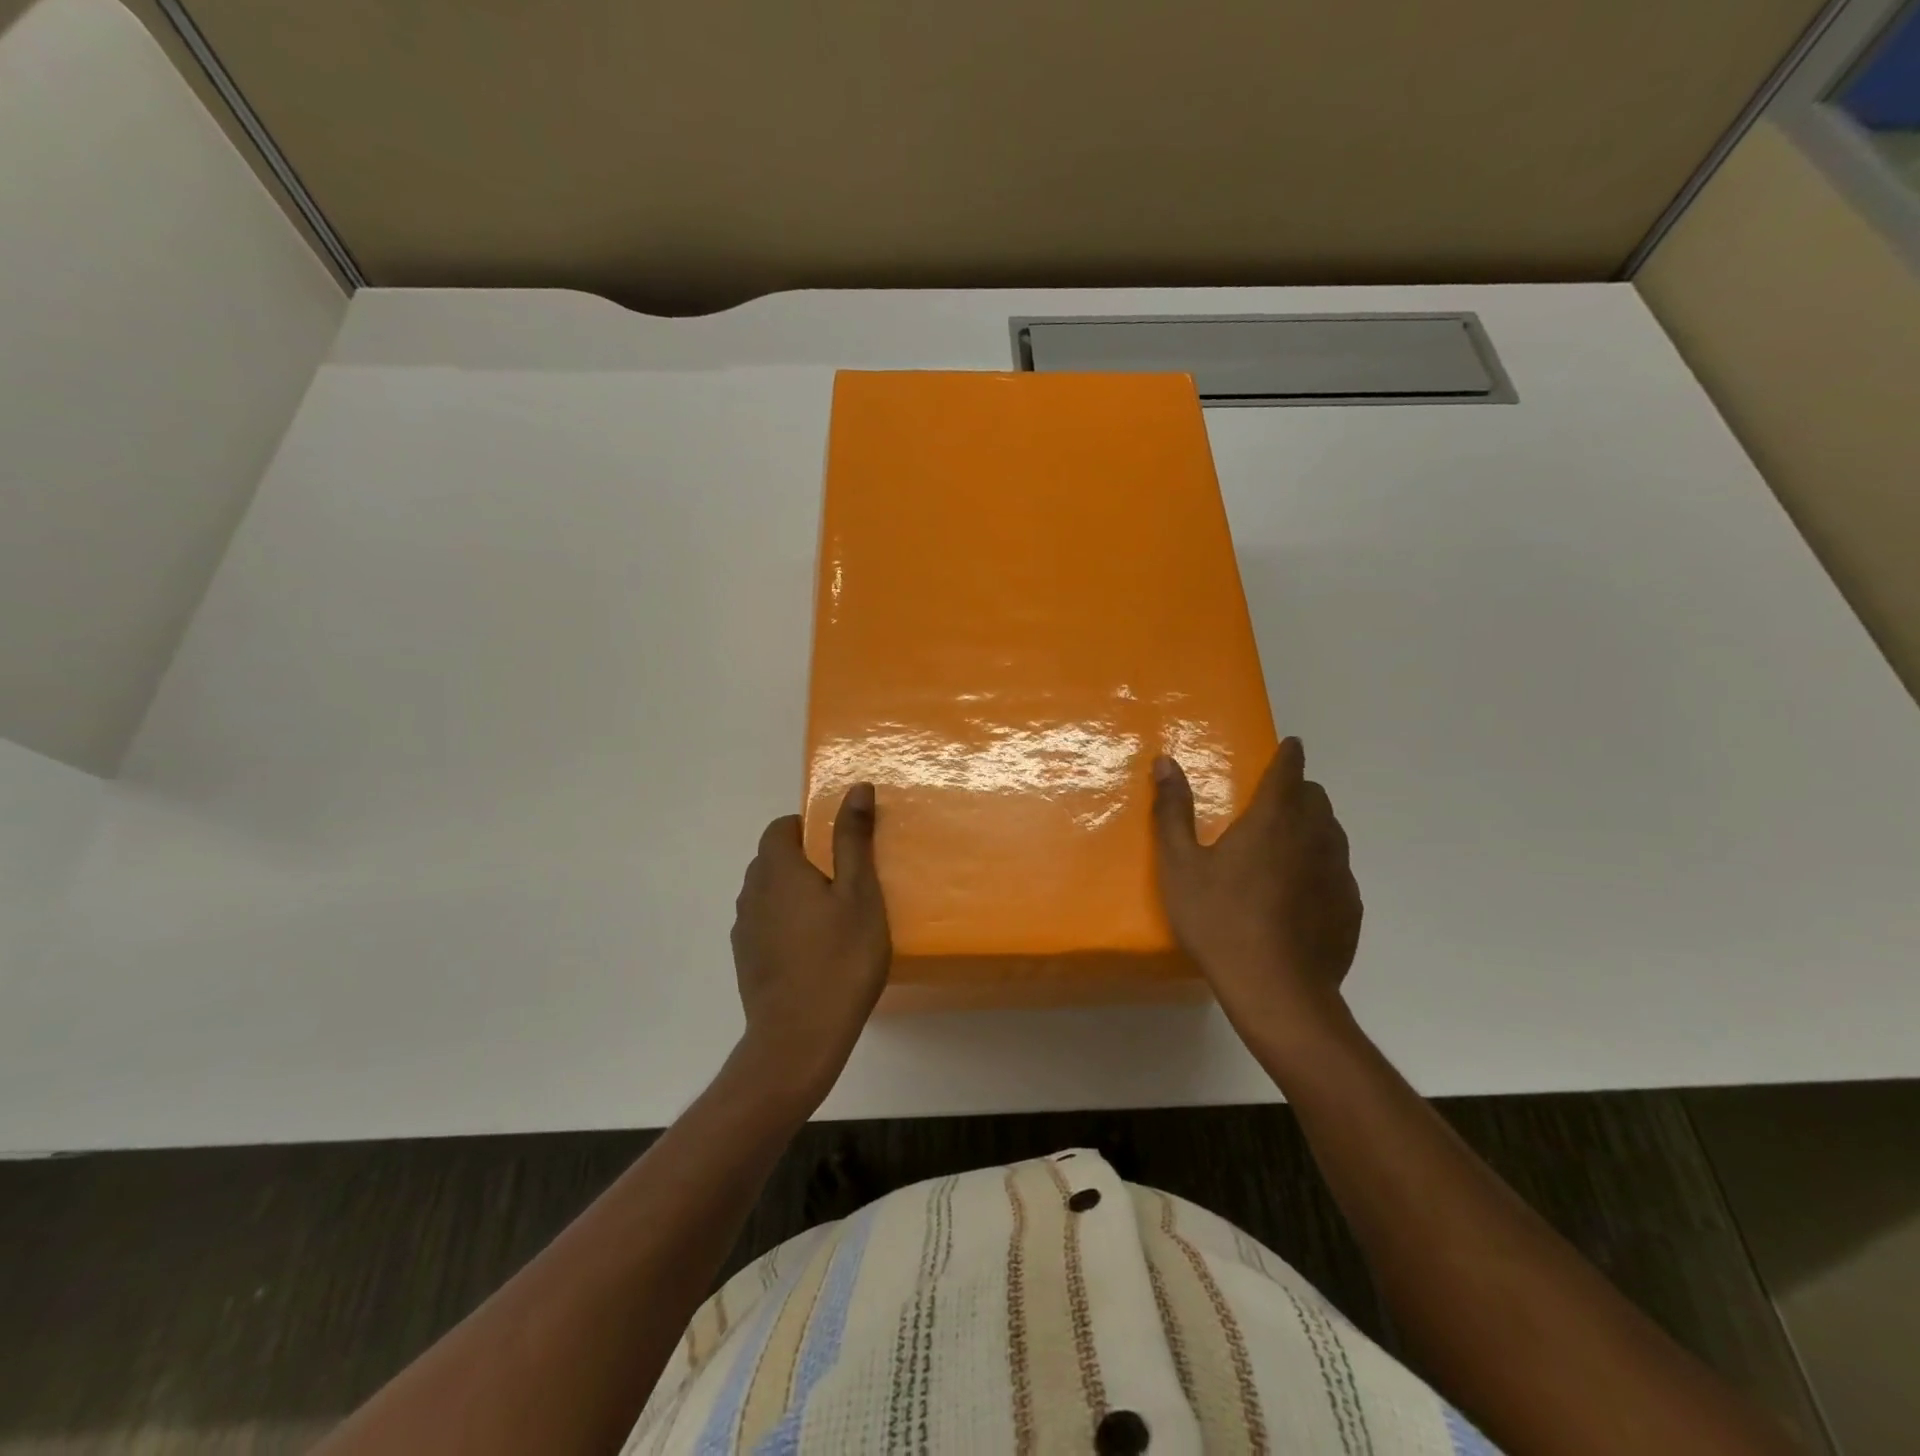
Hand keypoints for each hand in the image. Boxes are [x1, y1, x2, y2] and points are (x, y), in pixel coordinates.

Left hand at [729, 784, 890, 1108]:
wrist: (798, 1039)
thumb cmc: (839, 958)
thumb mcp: (859, 894)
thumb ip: (854, 839)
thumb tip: (856, 788)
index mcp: (777, 869)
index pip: (781, 827)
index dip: (809, 828)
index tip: (840, 850)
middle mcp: (751, 892)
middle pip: (772, 859)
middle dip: (805, 860)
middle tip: (846, 883)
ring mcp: (744, 929)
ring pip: (768, 893)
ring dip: (794, 893)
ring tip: (833, 918)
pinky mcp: (746, 959)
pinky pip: (765, 923)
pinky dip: (786, 924)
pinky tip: (814, 951)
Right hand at [1151, 739, 1361, 1042]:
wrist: (1276, 990)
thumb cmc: (1220, 920)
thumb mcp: (1180, 866)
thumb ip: (1172, 811)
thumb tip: (1166, 761)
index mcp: (1273, 820)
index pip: (1289, 772)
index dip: (1289, 755)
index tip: (1291, 745)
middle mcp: (1314, 837)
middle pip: (1316, 799)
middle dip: (1299, 791)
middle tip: (1273, 803)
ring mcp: (1339, 874)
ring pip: (1332, 834)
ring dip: (1313, 827)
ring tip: (1287, 846)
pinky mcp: (1350, 908)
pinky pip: (1339, 872)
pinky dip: (1322, 867)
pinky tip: (1301, 893)